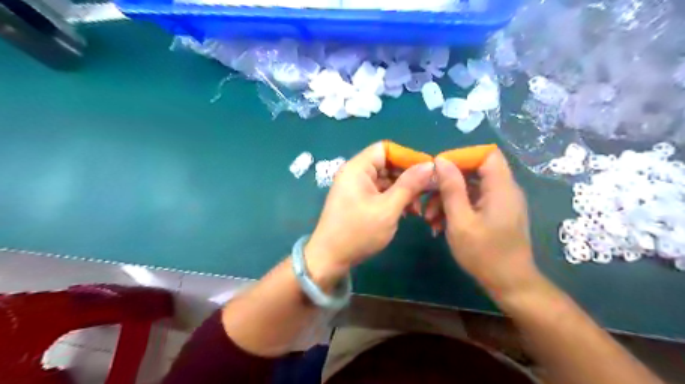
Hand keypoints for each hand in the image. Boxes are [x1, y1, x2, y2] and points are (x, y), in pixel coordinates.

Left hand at [306, 142, 431, 284]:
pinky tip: (407, 213)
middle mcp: (355, 173)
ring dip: (404, 191)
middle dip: (408, 177)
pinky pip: (380, 192)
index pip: (385, 149)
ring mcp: (356, 188)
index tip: (428, 170)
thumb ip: (409, 185)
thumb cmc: (358, 232)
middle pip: (387, 164)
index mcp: (357, 168)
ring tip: (418, 209)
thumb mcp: (388, 208)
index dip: (407, 156)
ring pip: (386, 180)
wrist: (330, 259)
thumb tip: (430, 165)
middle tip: (428, 191)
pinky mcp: (359, 200)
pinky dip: (394, 200)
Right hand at [432, 152, 540, 298]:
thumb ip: (451, 188)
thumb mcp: (461, 221)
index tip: (438, 170)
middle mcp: (504, 190)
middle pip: (474, 171)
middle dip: (447, 182)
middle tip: (426, 197)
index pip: (485, 154)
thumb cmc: (484, 254)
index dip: (461, 157)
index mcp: (501, 187)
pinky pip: (473, 202)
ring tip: (429, 218)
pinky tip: (439, 225)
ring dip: (447, 199)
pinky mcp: (495, 214)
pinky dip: (455, 209)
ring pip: (470, 188)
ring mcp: (500, 203)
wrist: (509, 284)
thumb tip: (441, 161)